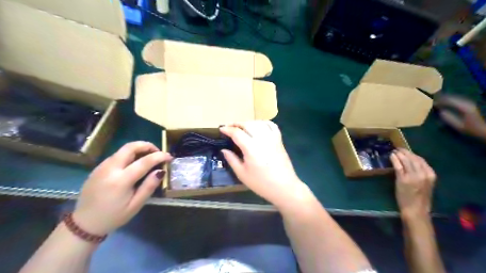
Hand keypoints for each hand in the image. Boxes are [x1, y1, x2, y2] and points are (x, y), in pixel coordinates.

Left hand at [72, 141, 171, 233]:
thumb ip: (149, 186)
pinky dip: (130, 155)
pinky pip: (117, 155)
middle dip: (147, 146)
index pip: (144, 161)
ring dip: (139, 149)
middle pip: (130, 147)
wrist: (84, 223)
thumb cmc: (114, 216)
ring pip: (123, 149)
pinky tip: (135, 164)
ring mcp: (102, 166)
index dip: (160, 156)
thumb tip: (161, 171)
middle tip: (158, 153)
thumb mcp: (136, 205)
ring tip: (149, 158)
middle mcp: (110, 169)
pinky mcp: (98, 168)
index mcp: (120, 180)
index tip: (169, 157)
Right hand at [220, 122, 308, 208]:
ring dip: (248, 122)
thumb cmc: (261, 183)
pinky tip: (258, 126)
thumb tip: (224, 150)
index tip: (221, 129)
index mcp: (251, 148)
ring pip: (259, 123)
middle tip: (229, 127)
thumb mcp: (242, 174)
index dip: (227, 129)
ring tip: (242, 127)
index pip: (237, 133)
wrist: (284, 187)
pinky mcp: (279, 140)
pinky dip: (263, 122)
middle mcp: (262, 139)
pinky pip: (271, 125)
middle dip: (236, 123)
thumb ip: (232, 160)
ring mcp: (272, 138)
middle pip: (247, 124)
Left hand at [390, 148, 436, 219]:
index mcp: (431, 175)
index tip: (406, 151)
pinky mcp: (402, 179)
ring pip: (405, 160)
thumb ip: (421, 174)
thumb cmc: (419, 198)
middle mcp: (423, 174)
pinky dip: (394, 159)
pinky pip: (398, 165)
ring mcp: (413, 176)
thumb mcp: (425, 184)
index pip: (421, 160)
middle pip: (413, 158)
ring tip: (394, 151)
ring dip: (399, 154)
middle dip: (405, 152)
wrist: (416, 210)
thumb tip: (411, 163)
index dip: (412, 154)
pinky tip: (391, 156)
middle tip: (398, 148)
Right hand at [435, 96, 485, 137]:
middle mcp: (467, 103)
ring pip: (455, 97)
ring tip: (438, 99)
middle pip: (453, 98)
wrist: (484, 129)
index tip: (433, 102)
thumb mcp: (458, 126)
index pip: (450, 101)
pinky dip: (451, 100)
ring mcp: (469, 103)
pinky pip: (458, 99)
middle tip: (434, 99)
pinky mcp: (469, 105)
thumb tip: (441, 112)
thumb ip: (449, 119)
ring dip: (446, 98)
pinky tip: (447, 101)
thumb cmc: (470, 129)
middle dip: (443, 98)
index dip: (441, 101)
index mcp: (464, 108)